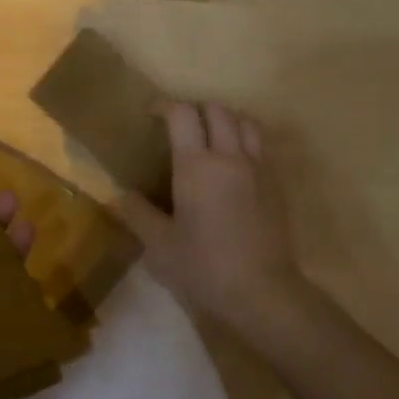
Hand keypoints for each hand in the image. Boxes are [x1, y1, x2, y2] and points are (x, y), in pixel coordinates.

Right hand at [120, 102, 307, 340]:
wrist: (262, 292)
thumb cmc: (204, 267)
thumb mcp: (159, 246)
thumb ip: (138, 214)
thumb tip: (122, 195)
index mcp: (196, 165)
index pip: (182, 114)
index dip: (165, 106)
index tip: (151, 116)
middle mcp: (230, 156)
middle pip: (217, 109)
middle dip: (196, 109)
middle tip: (180, 128)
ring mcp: (258, 168)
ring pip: (246, 121)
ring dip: (226, 120)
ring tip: (211, 138)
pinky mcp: (276, 184)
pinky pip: (261, 146)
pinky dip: (245, 140)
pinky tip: (233, 165)